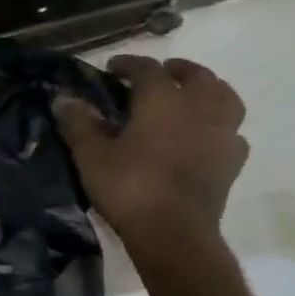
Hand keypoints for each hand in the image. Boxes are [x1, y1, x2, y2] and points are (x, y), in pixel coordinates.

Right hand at [54, 54, 248, 247]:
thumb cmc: (128, 186)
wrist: (173, 232)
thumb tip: (63, 98)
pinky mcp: (232, 161)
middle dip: (177, 70)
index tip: (112, 67)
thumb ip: (78, 122)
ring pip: (225, 98)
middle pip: (197, 76)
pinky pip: (232, 132)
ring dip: (209, 89)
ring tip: (192, 94)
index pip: (147, 69)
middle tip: (160, 73)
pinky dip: (220, 125)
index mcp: (162, 101)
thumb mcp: (90, 154)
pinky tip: (207, 134)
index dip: (129, 63)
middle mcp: (199, 109)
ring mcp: (222, 134)